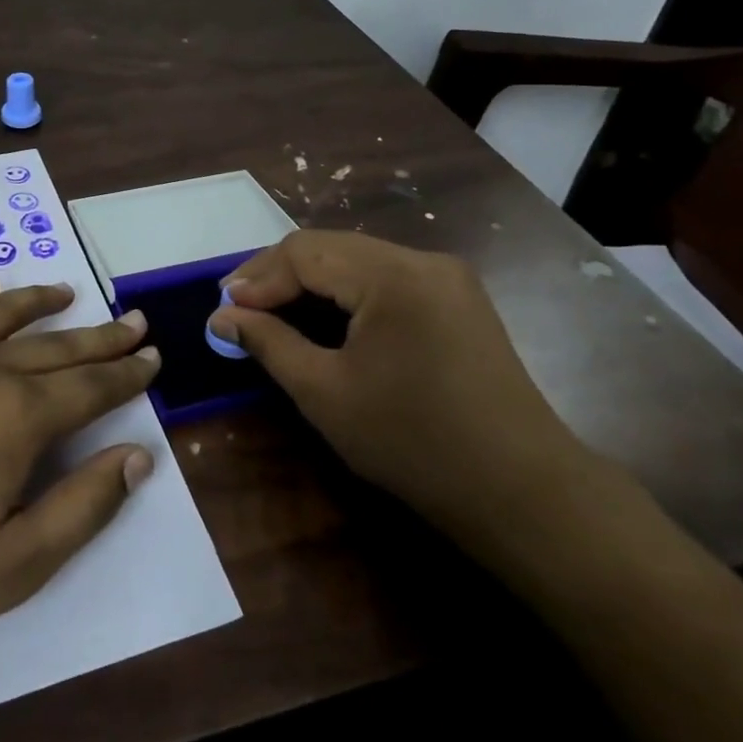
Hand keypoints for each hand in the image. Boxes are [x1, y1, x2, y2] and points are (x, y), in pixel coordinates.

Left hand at [0, 278, 160, 668]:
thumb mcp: (13, 565)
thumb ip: (83, 506)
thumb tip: (139, 457)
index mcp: (16, 417)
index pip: (90, 388)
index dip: (127, 375)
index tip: (152, 359)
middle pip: (55, 345)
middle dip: (101, 336)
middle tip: (132, 322)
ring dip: (40, 303)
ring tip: (68, 293)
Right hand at [207, 231, 598, 553]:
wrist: (521, 492)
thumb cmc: (413, 443)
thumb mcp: (325, 393)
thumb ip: (268, 343)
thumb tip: (221, 316)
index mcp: (394, 275)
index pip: (306, 251)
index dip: (257, 277)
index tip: (223, 311)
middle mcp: (423, 260)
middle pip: (331, 248)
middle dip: (279, 276)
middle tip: (239, 310)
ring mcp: (446, 277)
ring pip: (357, 261)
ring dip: (310, 282)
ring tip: (271, 313)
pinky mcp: (457, 300)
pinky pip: (385, 280)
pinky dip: (345, 294)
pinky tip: (323, 319)